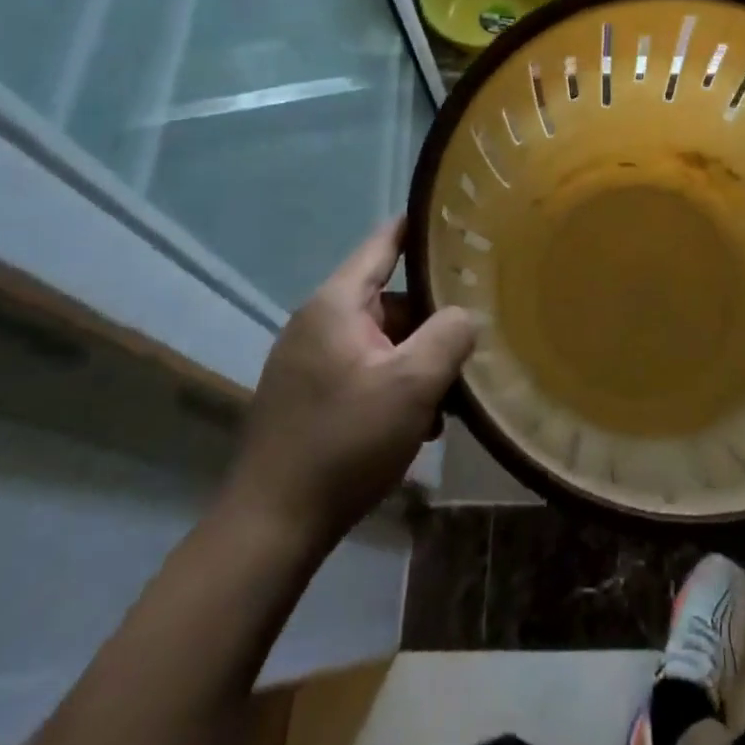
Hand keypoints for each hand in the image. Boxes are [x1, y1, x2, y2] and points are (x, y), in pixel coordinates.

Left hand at [221, 220, 475, 546]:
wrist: (271, 528)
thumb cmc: (345, 442)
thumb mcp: (413, 384)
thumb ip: (450, 334)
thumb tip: (465, 314)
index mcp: (335, 304)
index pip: (384, 243)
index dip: (421, 226)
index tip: (460, 216)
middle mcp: (317, 322)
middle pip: (390, 298)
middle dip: (432, 318)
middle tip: (473, 334)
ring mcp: (308, 361)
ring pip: (381, 339)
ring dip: (416, 360)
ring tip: (450, 394)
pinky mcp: (308, 395)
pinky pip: (364, 369)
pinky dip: (395, 384)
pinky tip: (420, 422)